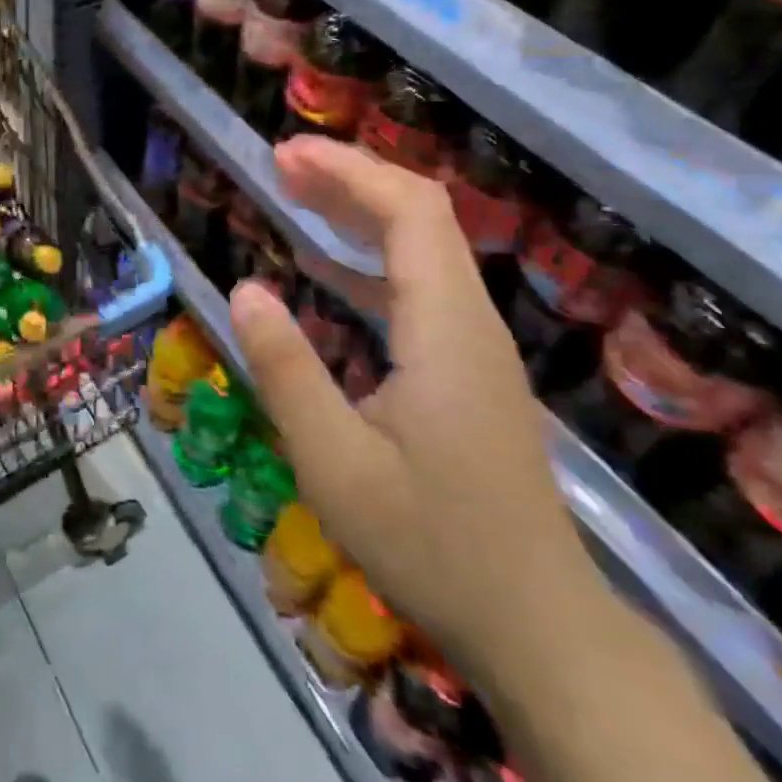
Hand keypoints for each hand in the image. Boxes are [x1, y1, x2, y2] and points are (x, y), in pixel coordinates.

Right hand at [230, 137, 604, 682]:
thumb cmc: (431, 543)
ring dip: (358, 212)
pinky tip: (323, 270)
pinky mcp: (466, 370)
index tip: (285, 155)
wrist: (536, 626)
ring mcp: (473, 346)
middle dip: (350, 178)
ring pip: (421, 248)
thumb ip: (286, 370)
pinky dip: (366, 259)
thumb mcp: (335, 463)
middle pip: (420, 216)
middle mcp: (468, 321)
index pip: (410, 211)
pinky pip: (416, 287)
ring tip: (293, 196)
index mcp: (445, 329)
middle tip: (279, 164)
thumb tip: (245, 288)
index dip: (349, 169)